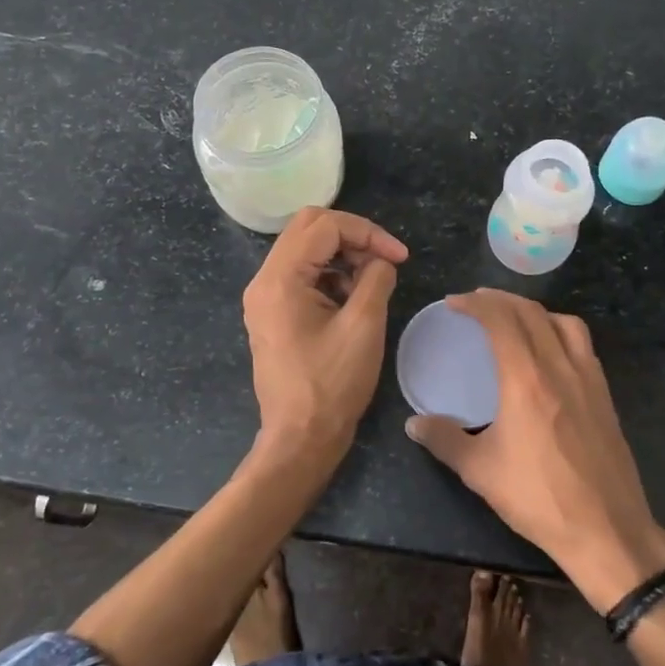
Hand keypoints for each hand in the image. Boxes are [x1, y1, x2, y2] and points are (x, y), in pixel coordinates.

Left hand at [243, 207, 407, 459]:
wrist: (300, 439)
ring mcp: (265, 297)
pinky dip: (330, 274)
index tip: (399, 257)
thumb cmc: (332, 384)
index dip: (368, 233)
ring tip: (372, 281)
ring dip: (342, 255)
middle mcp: (264, 280)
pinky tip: (353, 298)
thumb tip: (381, 261)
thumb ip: (376, 278)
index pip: (325, 226)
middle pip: (309, 228)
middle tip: (384, 259)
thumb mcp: (364, 325)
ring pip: (305, 248)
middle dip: (353, 236)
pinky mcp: (272, 313)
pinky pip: (302, 274)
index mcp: (280, 279)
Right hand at [404, 289, 664, 612]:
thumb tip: (413, 423)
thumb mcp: (480, 471)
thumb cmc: (538, 497)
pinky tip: (550, 352)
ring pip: (563, 322)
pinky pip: (582, 344)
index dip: (475, 304)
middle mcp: (559, 366)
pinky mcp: (605, 395)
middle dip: (501, 300)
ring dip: (534, 310)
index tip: (454, 304)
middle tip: (477, 302)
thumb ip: (444, 440)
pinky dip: (560, 330)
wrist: (606, 529)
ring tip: (514, 319)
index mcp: (526, 378)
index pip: (500, 320)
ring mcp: (588, 378)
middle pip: (531, 312)